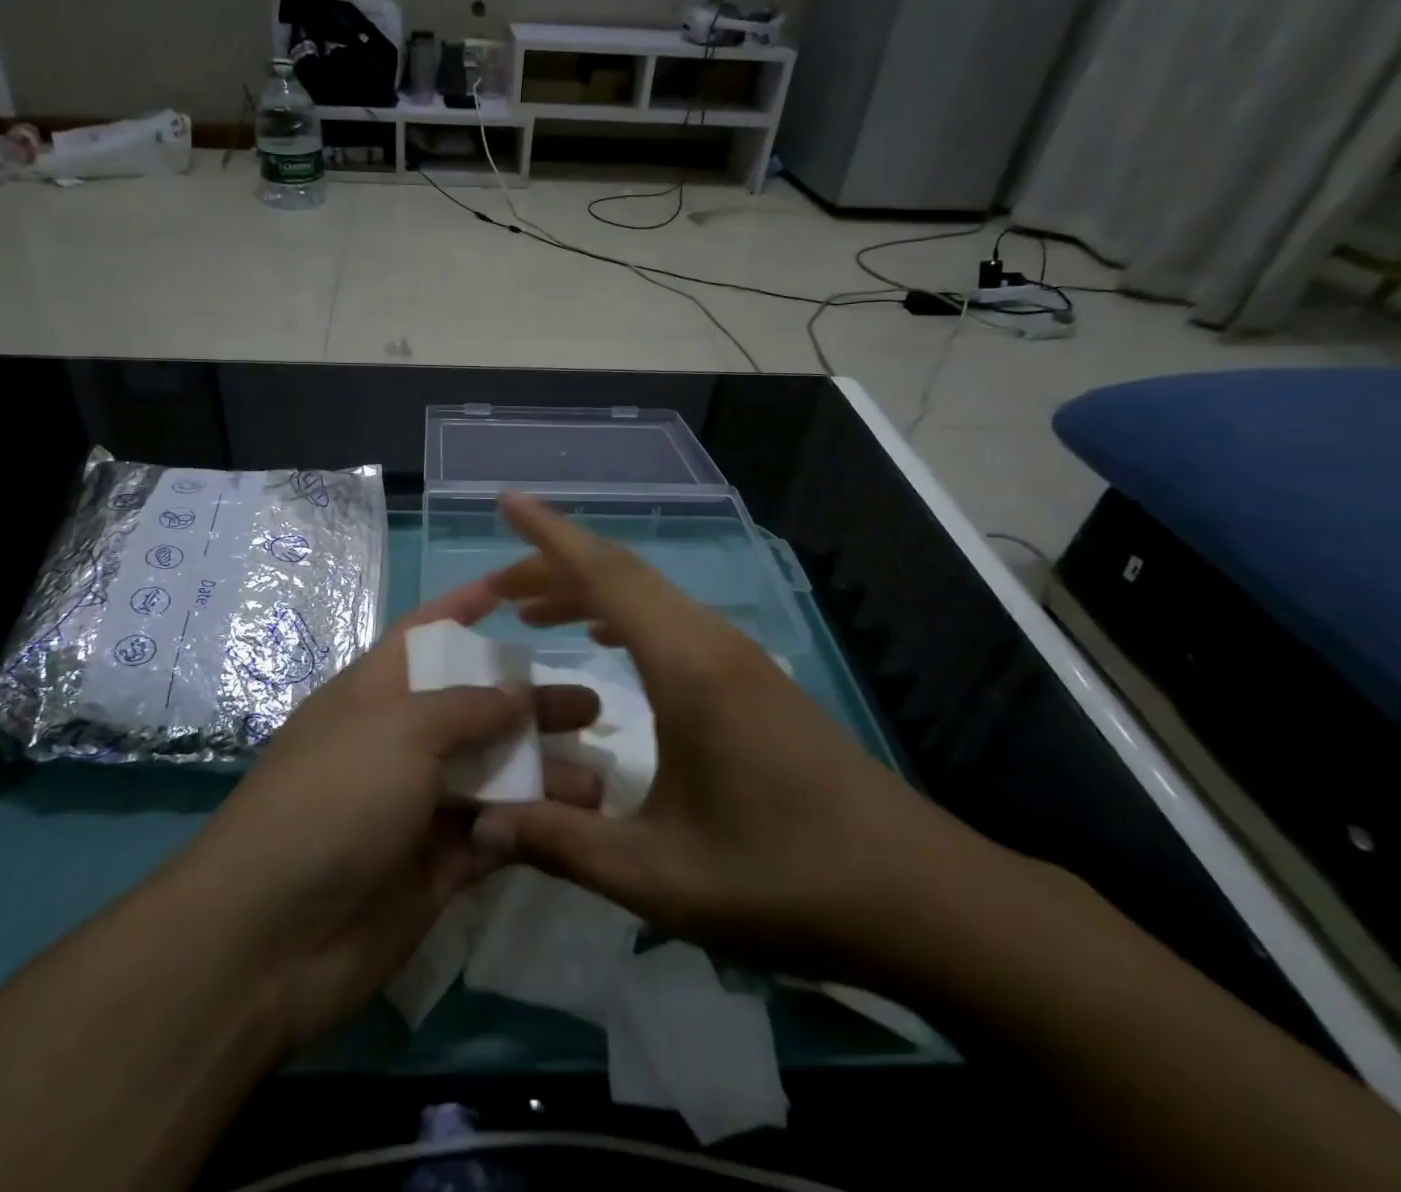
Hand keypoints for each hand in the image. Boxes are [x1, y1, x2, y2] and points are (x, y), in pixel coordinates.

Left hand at [178, 580, 602, 1053]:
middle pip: (475, 709)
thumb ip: (467, 708)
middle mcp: (399, 743)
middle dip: (530, 703)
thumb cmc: (334, 799)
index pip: (425, 634)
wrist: (271, 937)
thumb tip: (517, 694)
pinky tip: (573, 824)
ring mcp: (418, 806)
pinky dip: (529, 828)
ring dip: (543, 772)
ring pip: (493, 776)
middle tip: (590, 707)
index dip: (463, 608)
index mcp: (376, 693)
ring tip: (599, 777)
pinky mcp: (437, 867)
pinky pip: (493, 836)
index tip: (513, 590)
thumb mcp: (399, 730)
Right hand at [471, 494, 993, 982]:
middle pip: (623, 575)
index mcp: (688, 668)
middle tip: (497, 589)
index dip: (549, 535)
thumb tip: (480, 827)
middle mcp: (713, 643)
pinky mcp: (754, 679)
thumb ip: (563, 844)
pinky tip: (605, 643)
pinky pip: (673, 622)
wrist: (921, 897)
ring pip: (650, 597)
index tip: (507, 502)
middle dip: (553, 568)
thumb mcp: (661, 876)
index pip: (606, 575)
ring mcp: (740, 657)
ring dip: (589, 592)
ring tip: (534, 613)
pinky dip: (625, 615)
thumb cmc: (787, 881)